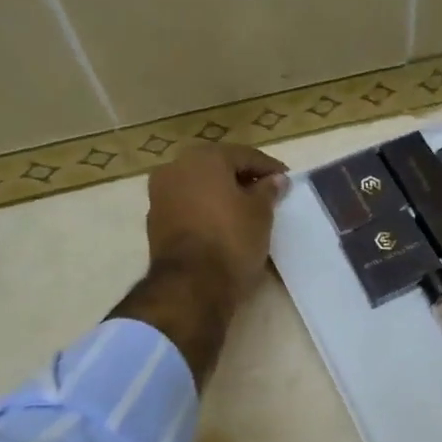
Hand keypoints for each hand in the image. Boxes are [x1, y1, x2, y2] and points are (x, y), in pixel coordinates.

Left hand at [144, 145, 288, 302]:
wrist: (191, 285)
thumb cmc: (232, 240)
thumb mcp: (260, 213)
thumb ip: (268, 191)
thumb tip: (275, 180)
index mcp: (204, 158)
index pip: (244, 155)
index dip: (268, 168)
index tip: (286, 180)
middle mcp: (175, 168)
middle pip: (217, 168)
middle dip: (242, 178)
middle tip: (266, 193)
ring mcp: (160, 195)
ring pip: (199, 187)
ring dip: (221, 194)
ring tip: (245, 210)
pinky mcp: (155, 222)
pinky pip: (187, 207)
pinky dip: (205, 210)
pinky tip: (222, 224)